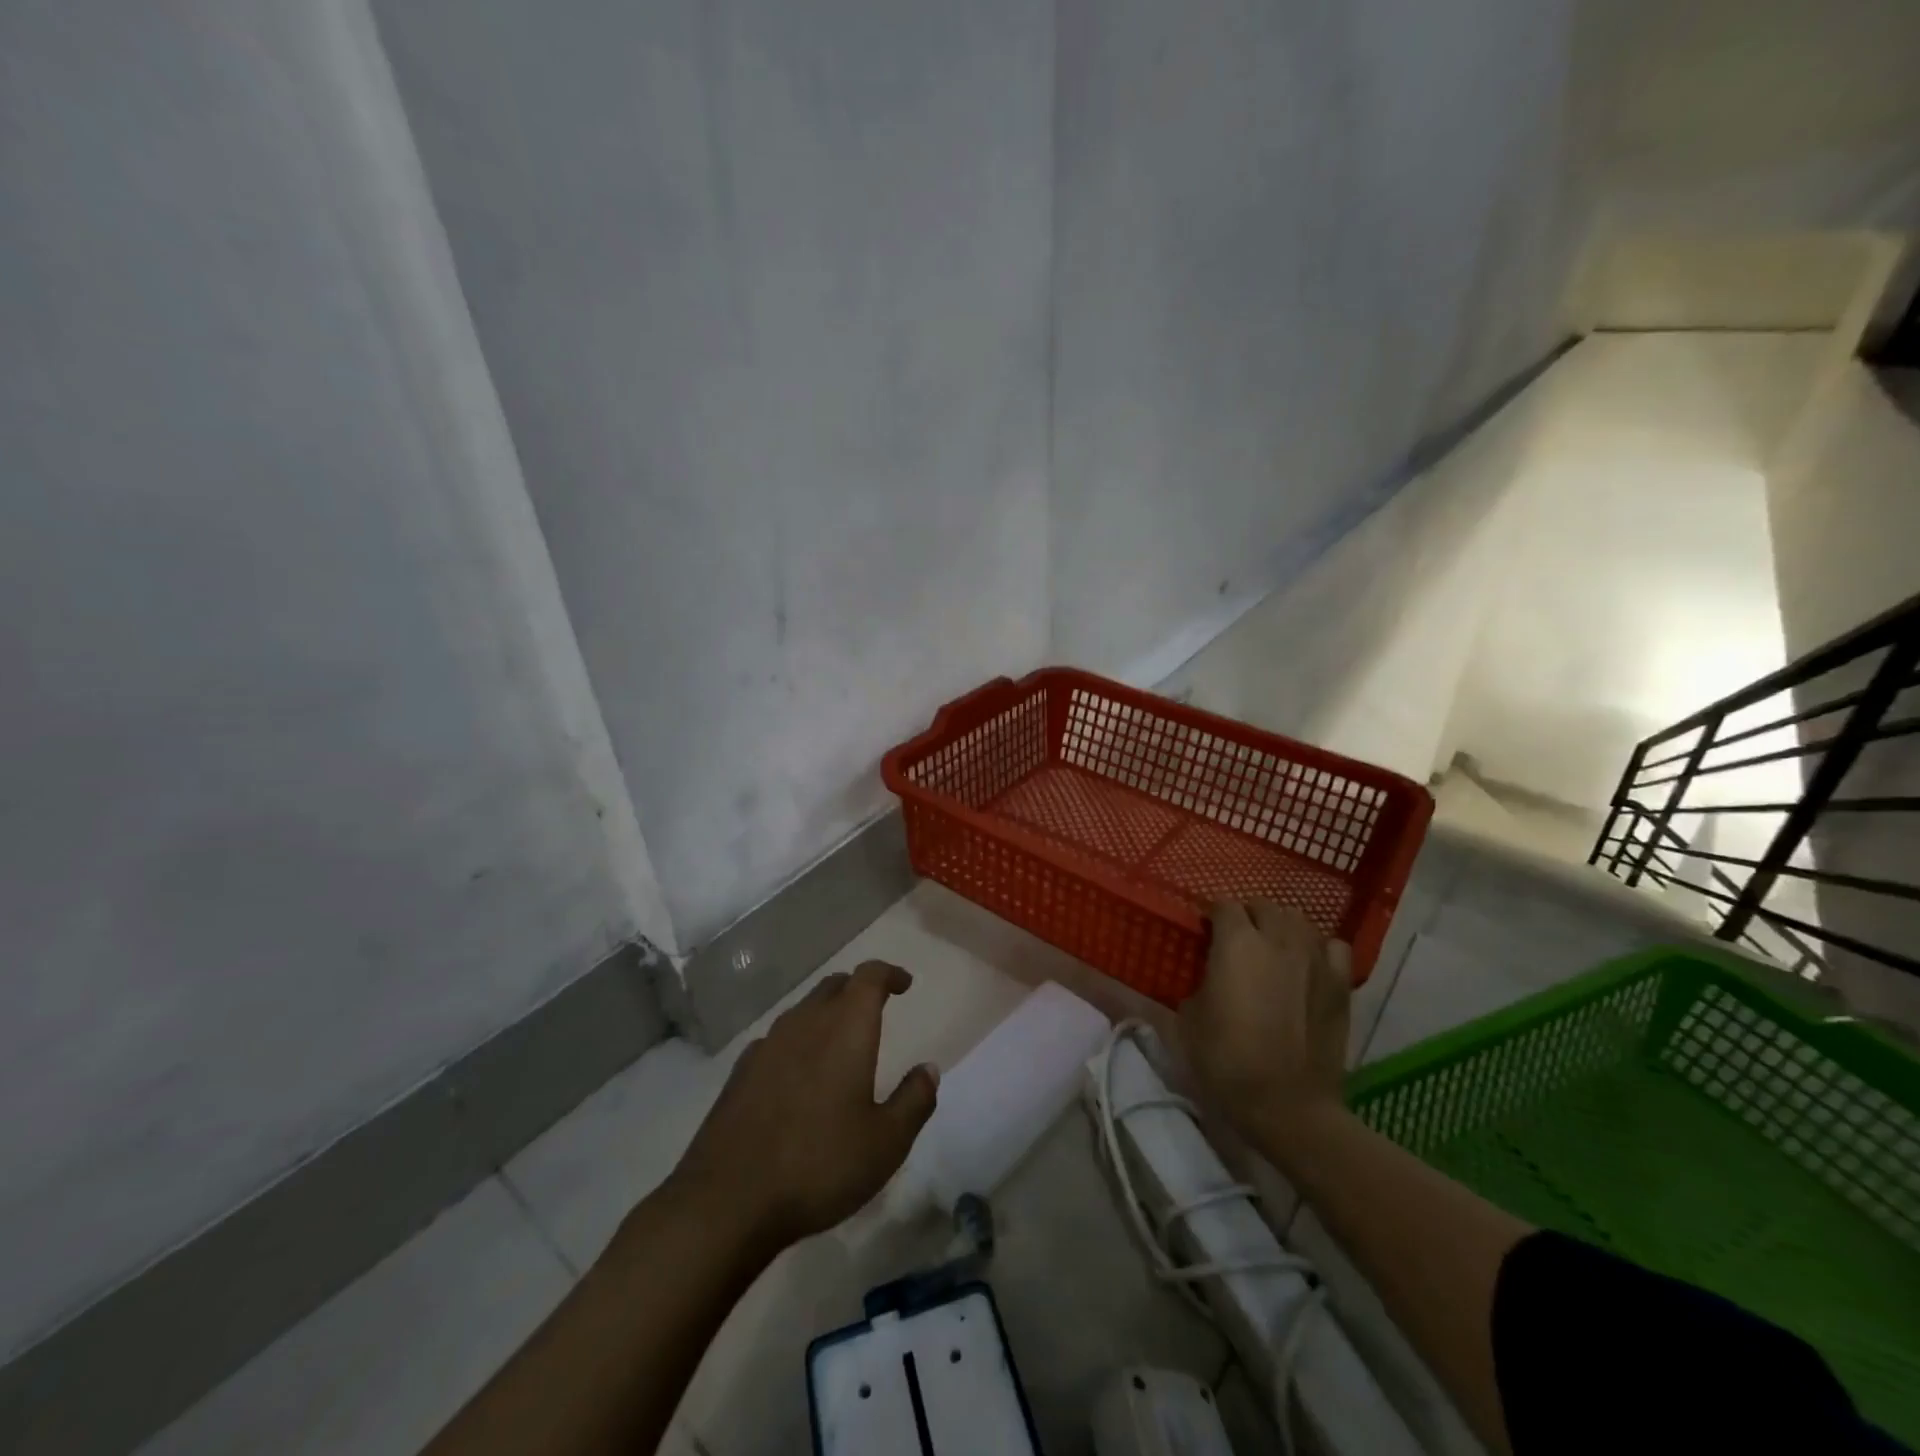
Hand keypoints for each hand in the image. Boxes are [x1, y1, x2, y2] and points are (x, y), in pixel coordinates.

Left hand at [667, 960, 938, 1250]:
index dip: (889, 974)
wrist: (728, 1200)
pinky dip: (798, 1041)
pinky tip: (798, 1073)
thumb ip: (914, 1100)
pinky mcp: (741, 1071)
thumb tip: (929, 1069)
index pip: (869, 976)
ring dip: (827, 1013)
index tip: (904, 984)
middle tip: (876, 1008)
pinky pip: (778, 1039)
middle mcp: (805, 1023)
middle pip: (834, 985)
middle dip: (858, 989)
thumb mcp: (886, 1143)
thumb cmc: (819, 1165)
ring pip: (804, 1010)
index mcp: (846, 1028)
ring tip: (840, 1041)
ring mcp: (767, 1045)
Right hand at [1180, 902, 1350, 1155]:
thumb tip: (1206, 976)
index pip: (1223, 905)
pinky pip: (1333, 946)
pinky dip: (1319, 948)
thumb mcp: (1188, 1020)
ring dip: (1282, 927)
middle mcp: (1278, 938)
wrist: (1289, 1106)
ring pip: (1299, 920)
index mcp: (1236, 942)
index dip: (1212, 915)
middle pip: (1264, 906)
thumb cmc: (1227, 1061)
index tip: (1204, 931)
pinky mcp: (1341, 983)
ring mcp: (1315, 958)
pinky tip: (1309, 965)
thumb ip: (1197, 984)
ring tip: (1272, 948)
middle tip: (1236, 940)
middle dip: (1248, 916)